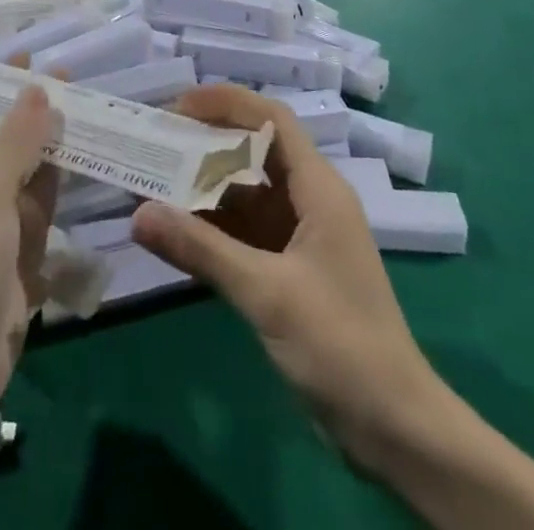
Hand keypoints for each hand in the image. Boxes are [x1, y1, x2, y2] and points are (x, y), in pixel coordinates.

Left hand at [0, 86, 60, 419]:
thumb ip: (16, 137)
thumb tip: (37, 84)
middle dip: (19, 103)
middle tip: (56, 67)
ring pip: (23, 166)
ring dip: (47, 138)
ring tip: (80, 99)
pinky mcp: (19, 249)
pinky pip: (42, 204)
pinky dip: (60, 181)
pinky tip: (87, 157)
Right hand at [131, 85, 430, 464]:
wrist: (395, 430)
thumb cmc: (341, 345)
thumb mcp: (267, 293)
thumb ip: (202, 250)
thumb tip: (138, 213)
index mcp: (318, 188)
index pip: (272, 120)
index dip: (228, 102)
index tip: (179, 105)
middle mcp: (309, 201)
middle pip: (254, 153)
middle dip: (207, 144)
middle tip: (156, 142)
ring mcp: (300, 237)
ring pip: (245, 195)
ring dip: (204, 189)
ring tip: (153, 182)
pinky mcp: (290, 270)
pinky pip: (244, 234)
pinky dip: (211, 229)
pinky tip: (174, 232)